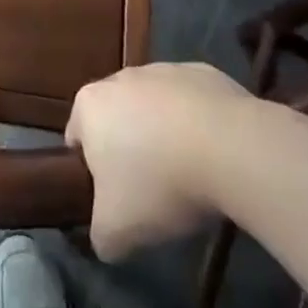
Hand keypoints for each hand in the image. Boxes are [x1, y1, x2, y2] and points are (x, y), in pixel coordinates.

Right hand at [65, 63, 249, 260]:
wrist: (231, 148)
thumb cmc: (159, 183)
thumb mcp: (117, 231)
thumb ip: (100, 235)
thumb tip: (107, 239)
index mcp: (90, 105)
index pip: (77, 138)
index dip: (91, 172)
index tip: (114, 199)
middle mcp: (121, 77)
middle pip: (117, 118)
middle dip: (129, 149)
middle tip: (151, 191)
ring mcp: (164, 69)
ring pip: (155, 107)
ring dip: (164, 135)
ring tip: (189, 174)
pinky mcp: (204, 72)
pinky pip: (192, 103)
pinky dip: (198, 124)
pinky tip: (216, 154)